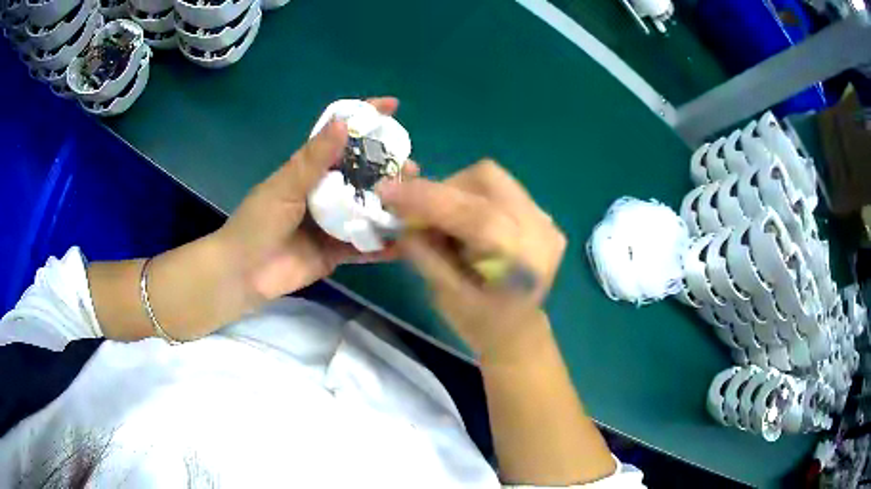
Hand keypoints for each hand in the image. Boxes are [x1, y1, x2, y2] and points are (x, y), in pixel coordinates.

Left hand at [215, 97, 415, 301]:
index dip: (365, 120)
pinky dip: (383, 246)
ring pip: (367, 209)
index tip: (392, 107)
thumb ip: (313, 159)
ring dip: (390, 205)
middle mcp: (325, 193)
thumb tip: (344, 123)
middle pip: (362, 174)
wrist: (243, 274)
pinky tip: (405, 242)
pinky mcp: (336, 252)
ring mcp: (332, 224)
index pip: (341, 138)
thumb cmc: (257, 223)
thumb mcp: (284, 186)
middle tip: (412, 170)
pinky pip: (365, 247)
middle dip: (388, 168)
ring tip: (416, 203)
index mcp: (310, 170)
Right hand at [376, 160, 566, 361]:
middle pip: (485, 180)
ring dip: (455, 192)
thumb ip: (423, 251)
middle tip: (416, 213)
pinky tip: (464, 223)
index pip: (475, 216)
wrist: (517, 330)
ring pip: (490, 178)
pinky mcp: (539, 213)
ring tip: (441, 221)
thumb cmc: (480, 323)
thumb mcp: (445, 294)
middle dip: (441, 191)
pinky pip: (497, 188)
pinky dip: (470, 196)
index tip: (386, 192)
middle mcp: (541, 231)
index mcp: (523, 261)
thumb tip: (400, 214)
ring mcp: (544, 219)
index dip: (428, 199)